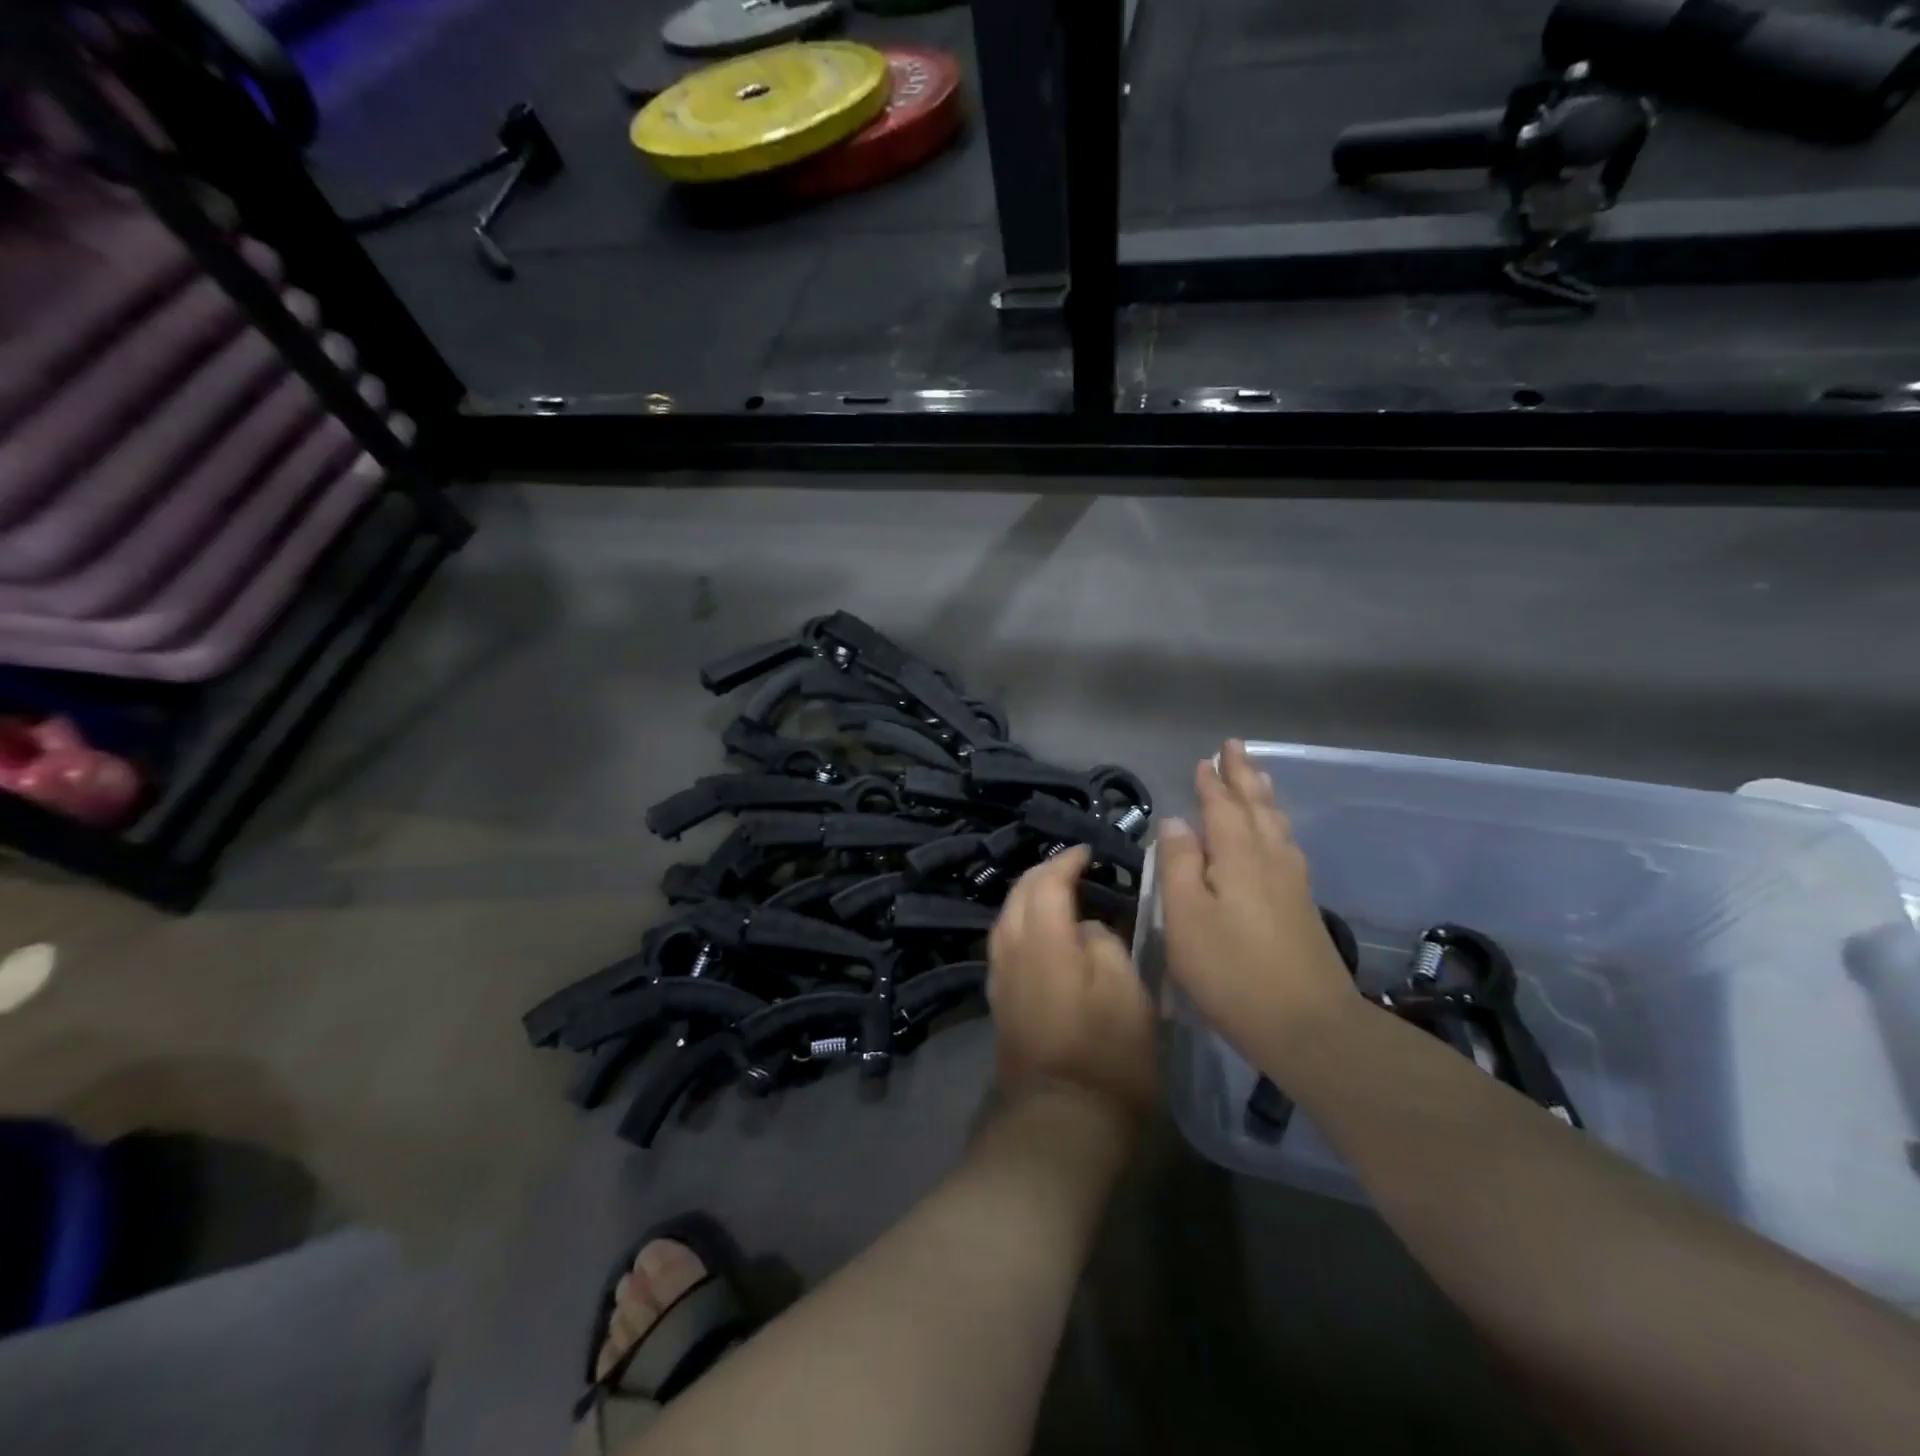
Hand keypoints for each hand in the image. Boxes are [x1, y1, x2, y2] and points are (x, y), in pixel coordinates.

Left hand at [987, 845, 1157, 1120]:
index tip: (1089, 853)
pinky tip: (1044, 935)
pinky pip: (1006, 943)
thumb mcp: (1126, 990)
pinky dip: (1024, 925)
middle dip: (1043, 873)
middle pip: (1019, 894)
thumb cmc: (1106, 1053)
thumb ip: (1105, 943)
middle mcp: (1011, 949)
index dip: (1067, 861)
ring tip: (1059, 895)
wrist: (1061, 1120)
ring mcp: (1000, 976)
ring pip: (1007, 918)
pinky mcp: (999, 1001)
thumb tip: (1087, 928)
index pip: (1047, 881)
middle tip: (1074, 868)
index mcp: (1043, 938)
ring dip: (1030, 898)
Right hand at [1157, 740, 1358, 1066]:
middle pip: (1257, 806)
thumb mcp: (1185, 918)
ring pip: (1276, 824)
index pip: (1223, 806)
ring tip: (1257, 777)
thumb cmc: (1231, 970)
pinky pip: (1286, 844)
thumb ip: (1179, 865)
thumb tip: (1176, 822)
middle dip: (1244, 776)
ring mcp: (1292, 882)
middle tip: (1236, 748)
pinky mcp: (1303, 905)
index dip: (1213, 783)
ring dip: (1263, 795)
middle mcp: (1270, 858)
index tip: (1207, 758)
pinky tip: (1276, 834)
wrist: (1307, 1024)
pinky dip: (1276, 824)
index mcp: (1238, 856)